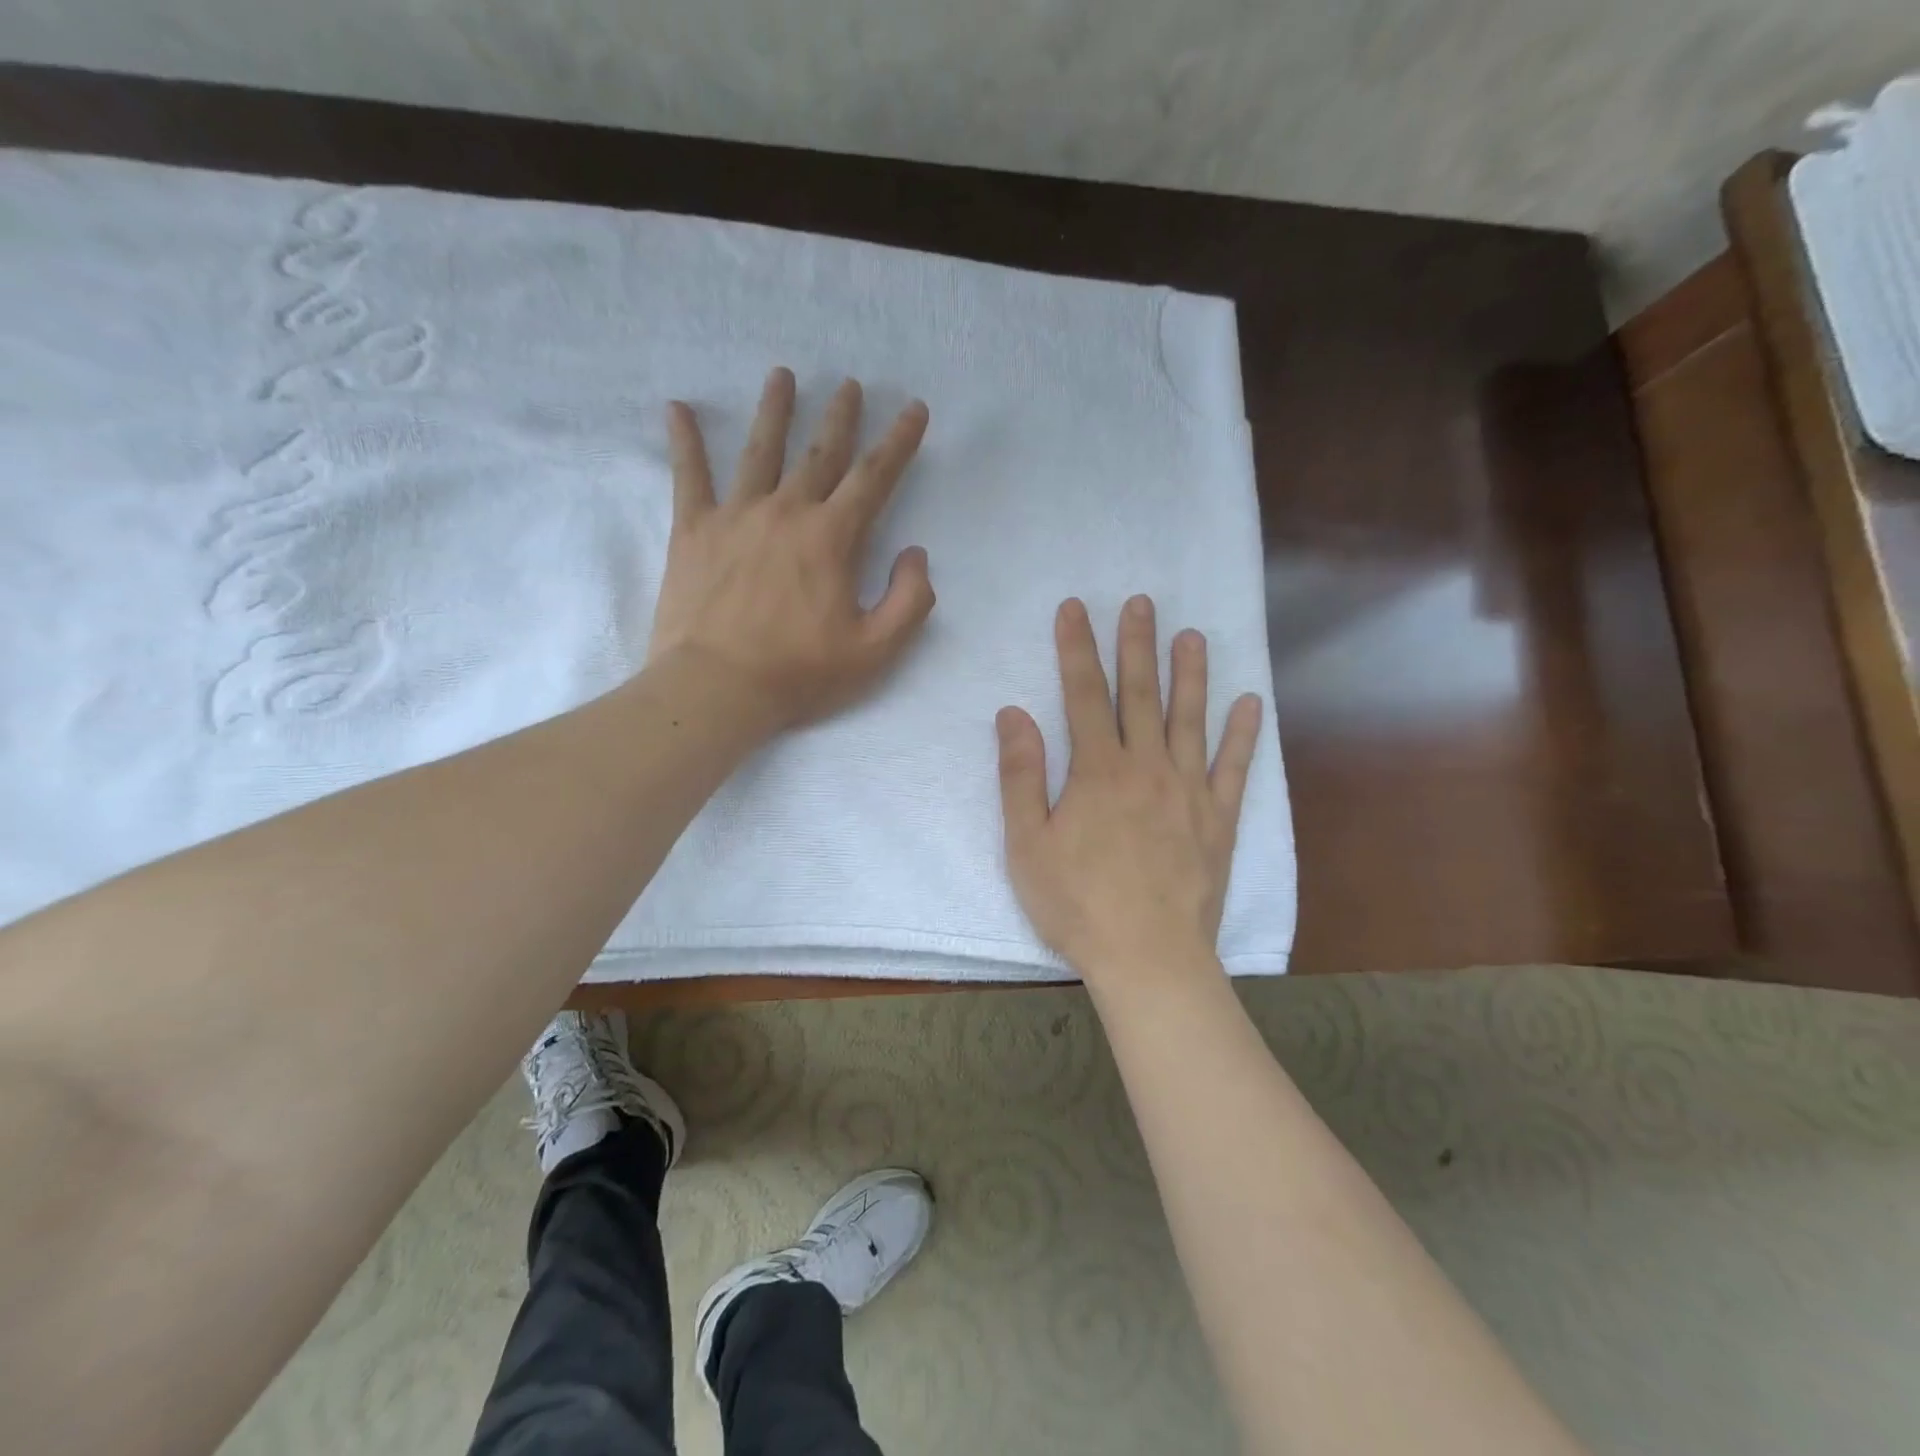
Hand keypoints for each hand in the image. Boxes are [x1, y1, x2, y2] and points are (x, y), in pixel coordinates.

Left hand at [649, 368, 934, 731]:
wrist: (718, 688)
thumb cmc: (800, 673)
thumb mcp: (876, 650)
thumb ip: (910, 600)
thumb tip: (915, 554)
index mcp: (832, 538)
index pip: (874, 477)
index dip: (899, 441)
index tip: (913, 408)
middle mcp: (786, 512)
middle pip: (819, 452)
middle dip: (840, 415)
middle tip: (849, 383)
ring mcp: (736, 516)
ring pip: (760, 451)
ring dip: (774, 410)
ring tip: (782, 375)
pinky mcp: (693, 531)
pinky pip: (688, 476)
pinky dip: (684, 441)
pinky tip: (677, 409)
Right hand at [997, 596, 1262, 986]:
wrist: (1148, 957)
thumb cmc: (1077, 903)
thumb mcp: (1026, 844)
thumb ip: (1020, 775)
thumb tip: (1014, 713)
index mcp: (1097, 771)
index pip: (1083, 695)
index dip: (1077, 648)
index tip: (1075, 608)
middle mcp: (1146, 767)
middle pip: (1140, 694)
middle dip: (1137, 645)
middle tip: (1142, 602)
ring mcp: (1189, 791)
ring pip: (1189, 719)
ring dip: (1190, 674)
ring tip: (1192, 635)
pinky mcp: (1219, 820)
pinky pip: (1234, 767)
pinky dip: (1243, 734)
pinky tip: (1249, 703)